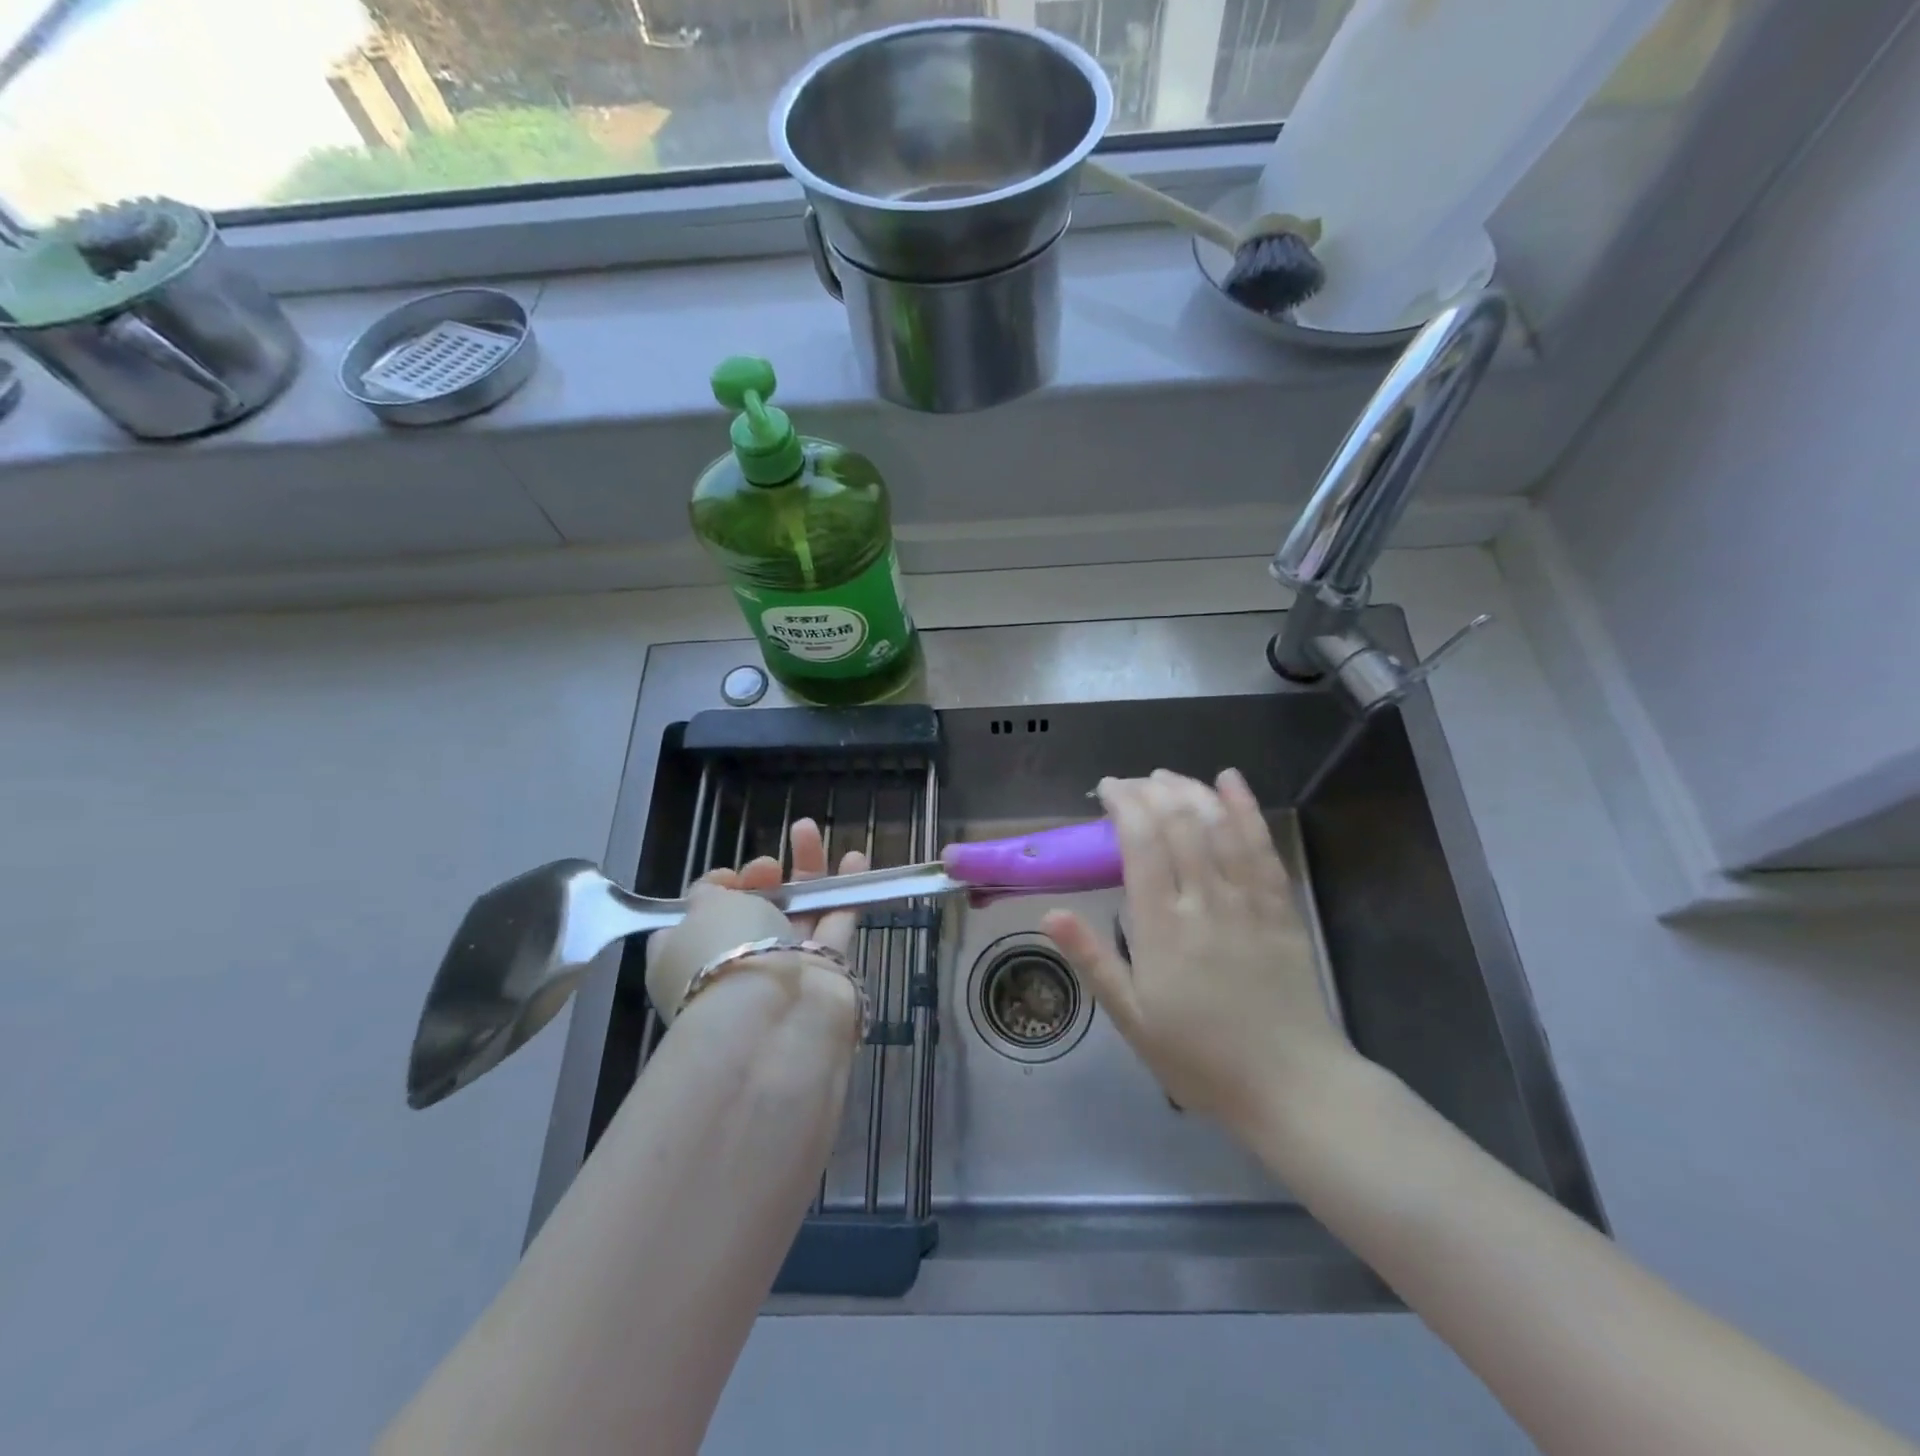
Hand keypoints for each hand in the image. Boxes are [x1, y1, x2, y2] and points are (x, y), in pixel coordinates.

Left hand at [646, 818, 867, 1023]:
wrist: (771, 1015)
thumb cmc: (723, 952)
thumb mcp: (702, 909)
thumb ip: (709, 891)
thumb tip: (719, 889)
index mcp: (686, 955)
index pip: (699, 918)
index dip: (717, 890)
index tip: (730, 877)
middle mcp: (734, 961)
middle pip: (753, 910)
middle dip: (762, 878)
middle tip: (768, 865)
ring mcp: (781, 967)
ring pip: (796, 911)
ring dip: (804, 872)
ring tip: (809, 830)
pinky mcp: (823, 970)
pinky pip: (834, 922)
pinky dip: (844, 890)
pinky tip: (855, 859)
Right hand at [1042, 769, 1354, 1130]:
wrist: (1291, 1086)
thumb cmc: (1200, 1057)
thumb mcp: (1132, 1019)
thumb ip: (1093, 960)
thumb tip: (1049, 913)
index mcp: (1162, 926)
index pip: (1141, 843)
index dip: (1123, 804)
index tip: (1107, 789)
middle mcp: (1204, 900)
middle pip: (1178, 823)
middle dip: (1151, 790)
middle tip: (1131, 783)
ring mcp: (1248, 900)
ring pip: (1218, 825)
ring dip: (1190, 791)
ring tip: (1166, 776)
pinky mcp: (1281, 907)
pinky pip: (1262, 846)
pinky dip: (1245, 808)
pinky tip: (1230, 781)